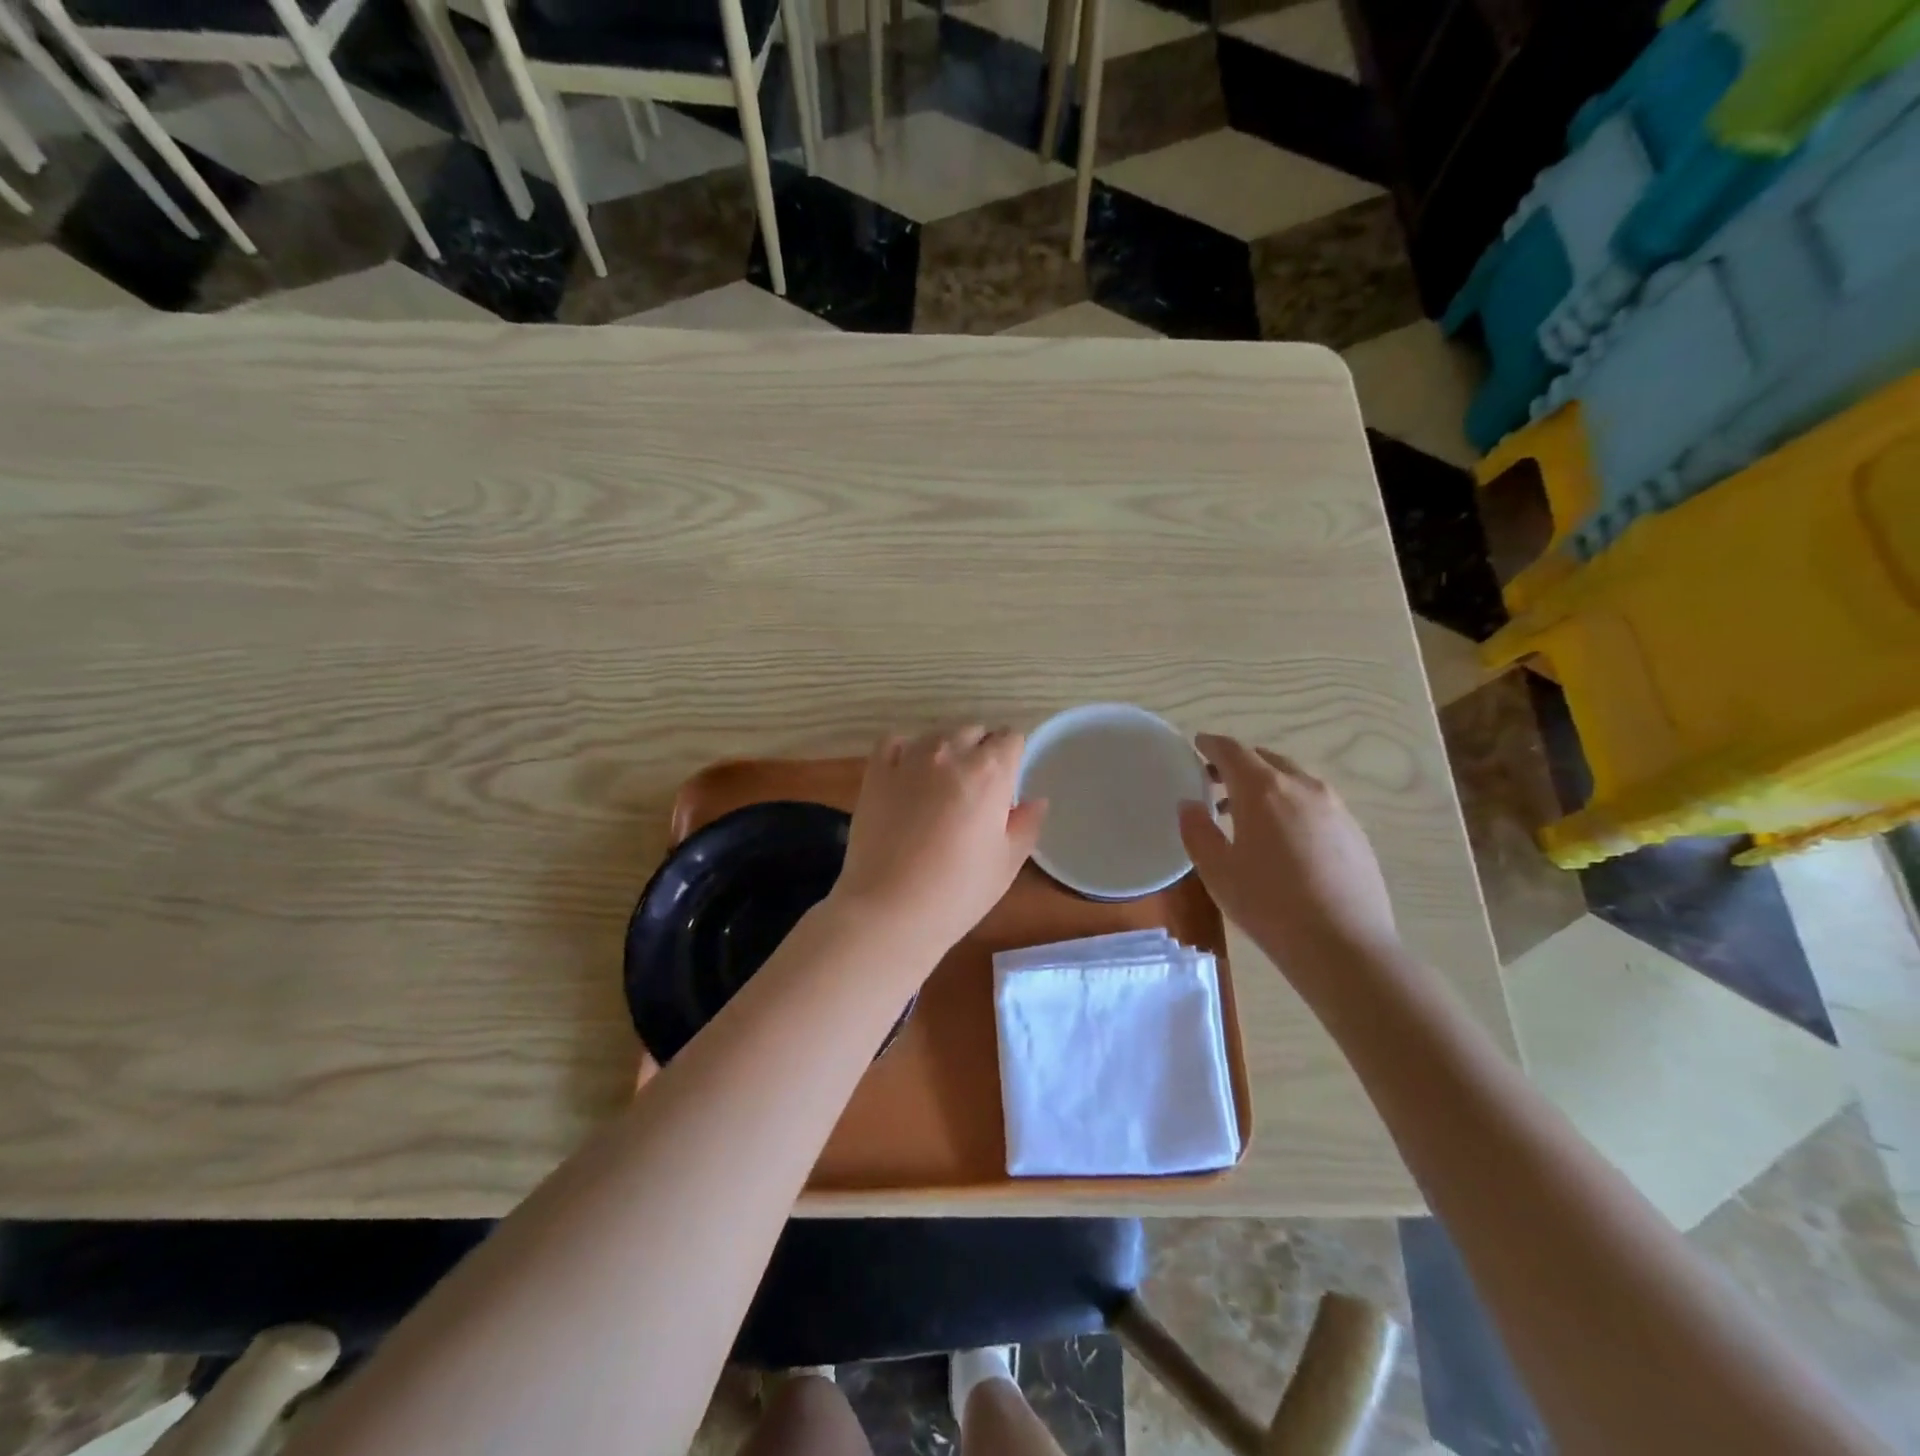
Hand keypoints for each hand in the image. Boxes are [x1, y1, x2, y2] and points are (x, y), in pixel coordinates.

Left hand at [831, 727, 1046, 955]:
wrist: (890, 909)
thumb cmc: (958, 891)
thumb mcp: (1007, 863)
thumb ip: (1026, 824)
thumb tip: (1035, 801)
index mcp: (990, 772)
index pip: (1011, 738)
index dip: (1013, 756)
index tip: (1009, 781)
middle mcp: (951, 753)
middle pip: (974, 730)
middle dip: (981, 750)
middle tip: (978, 787)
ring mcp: (909, 758)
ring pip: (937, 734)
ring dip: (947, 749)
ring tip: (942, 783)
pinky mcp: (876, 772)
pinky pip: (895, 742)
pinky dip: (906, 750)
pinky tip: (908, 773)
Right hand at [1178, 734, 1398, 972]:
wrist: (1344, 946)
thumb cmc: (1269, 905)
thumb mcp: (1217, 871)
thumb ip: (1197, 831)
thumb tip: (1190, 805)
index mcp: (1264, 789)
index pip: (1232, 750)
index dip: (1211, 745)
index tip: (1197, 745)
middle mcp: (1302, 786)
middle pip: (1265, 759)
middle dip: (1239, 765)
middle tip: (1216, 782)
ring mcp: (1335, 807)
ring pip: (1294, 780)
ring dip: (1267, 785)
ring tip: (1247, 815)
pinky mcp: (1355, 831)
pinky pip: (1315, 803)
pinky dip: (1292, 805)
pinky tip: (1285, 839)